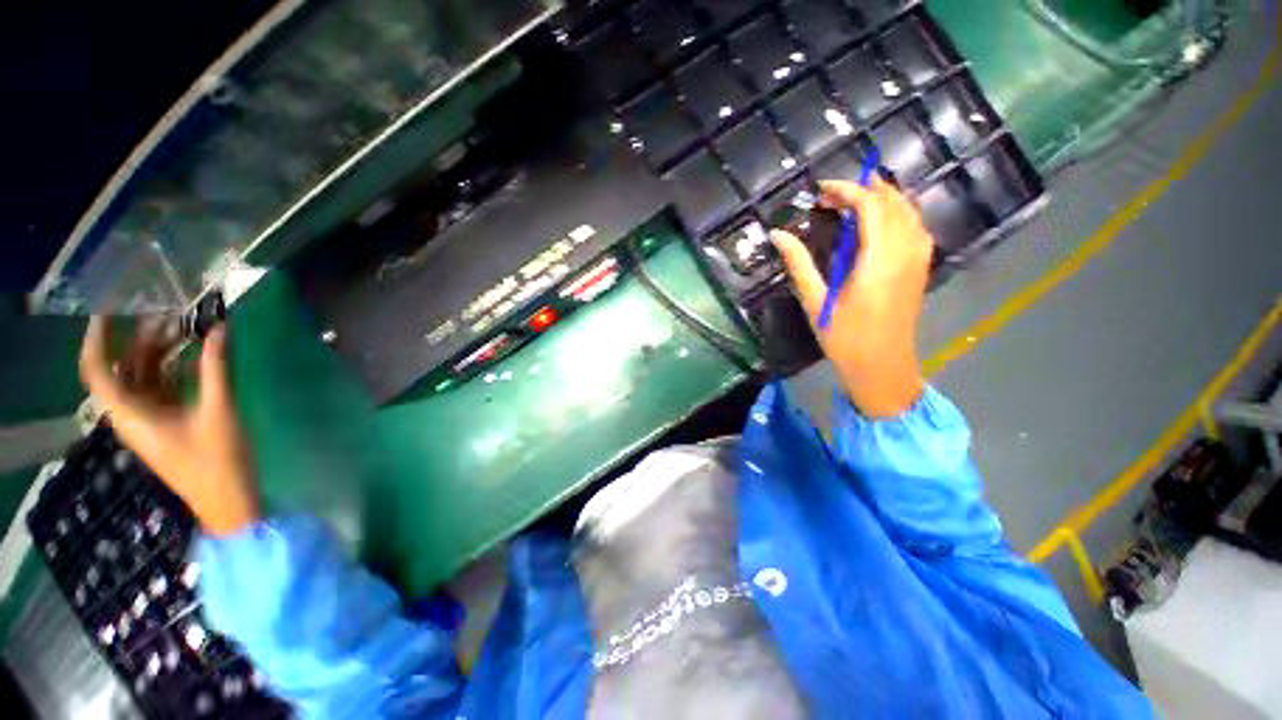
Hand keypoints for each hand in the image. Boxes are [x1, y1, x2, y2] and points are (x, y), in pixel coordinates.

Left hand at [80, 317, 259, 535]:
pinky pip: (161, 388)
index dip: (98, 339)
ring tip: (184, 329)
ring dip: (159, 353)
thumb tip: (218, 330)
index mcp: (132, 414)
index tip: (112, 310)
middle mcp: (132, 414)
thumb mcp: (219, 412)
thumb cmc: (217, 460)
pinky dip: (173, 368)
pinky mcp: (168, 424)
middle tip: (168, 314)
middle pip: (124, 370)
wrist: (227, 500)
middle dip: (140, 340)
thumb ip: (215, 370)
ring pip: (143, 378)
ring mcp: (150, 420)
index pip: (98, 371)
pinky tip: (194, 356)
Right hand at [771, 178, 931, 417]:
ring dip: (881, 198)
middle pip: (893, 200)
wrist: (883, 368)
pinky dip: (895, 213)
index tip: (820, 190)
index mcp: (879, 259)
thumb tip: (778, 234)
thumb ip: (799, 264)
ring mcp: (918, 258)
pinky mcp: (921, 267)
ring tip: (851, 202)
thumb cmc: (845, 339)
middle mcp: (906, 251)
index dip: (846, 190)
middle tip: (830, 197)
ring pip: (908, 210)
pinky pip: (914, 225)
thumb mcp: (816, 302)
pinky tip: (875, 223)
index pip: (870, 205)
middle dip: (863, 189)